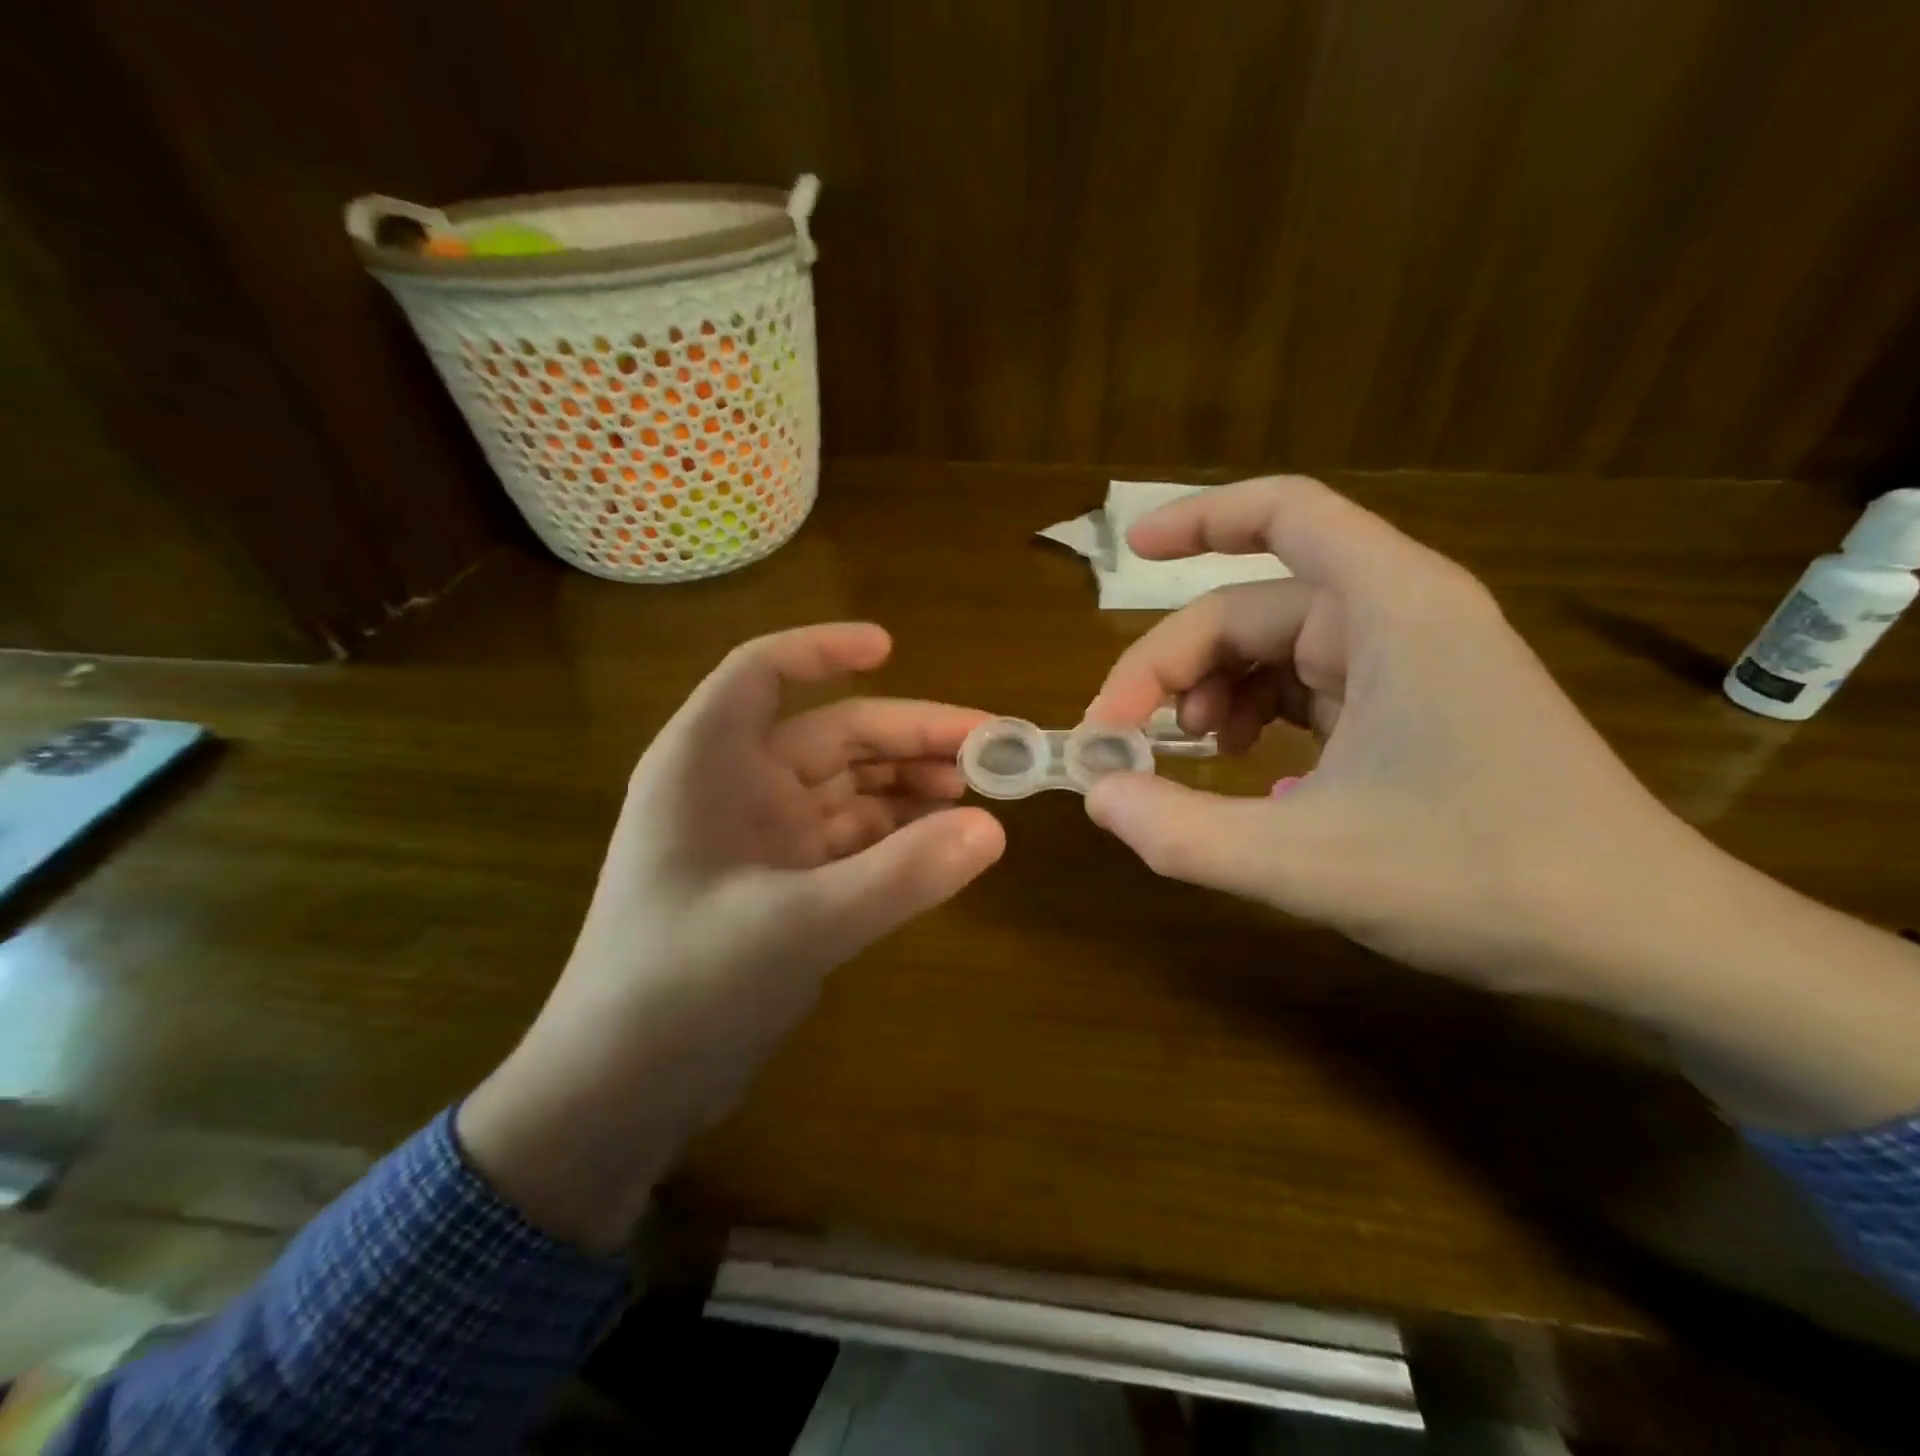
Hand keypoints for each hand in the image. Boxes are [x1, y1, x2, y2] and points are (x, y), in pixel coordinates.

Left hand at [460, 623, 1004, 1248]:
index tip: (891, 645)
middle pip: (830, 734)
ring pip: (845, 788)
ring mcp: (758, 840)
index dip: (823, 649)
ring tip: (975, 794)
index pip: (762, 673)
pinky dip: (893, 835)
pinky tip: (940, 842)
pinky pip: (848, 840)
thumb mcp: (796, 926)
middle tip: (987, 748)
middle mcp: (731, 788)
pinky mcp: (779, 887)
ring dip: (907, 785)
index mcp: (705, 764)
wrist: (617, 1094)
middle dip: (906, 736)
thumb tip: (994, 829)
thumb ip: (897, 876)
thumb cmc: (679, 990)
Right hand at [1083, 475, 1707, 995]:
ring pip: (1276, 653)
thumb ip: (1183, 832)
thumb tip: (1097, 796)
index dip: (1198, 519)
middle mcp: (1401, 618)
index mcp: (1390, 610)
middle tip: (1121, 740)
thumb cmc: (1483, 881)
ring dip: (1213, 694)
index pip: (1285, 514)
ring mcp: (1411, 664)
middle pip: (1253, 608)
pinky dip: (1259, 720)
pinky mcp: (1416, 709)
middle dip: (1175, 666)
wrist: (1642, 939)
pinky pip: (1310, 691)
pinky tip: (1246, 777)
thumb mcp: (1305, 863)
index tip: (1130, 550)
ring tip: (1186, 759)